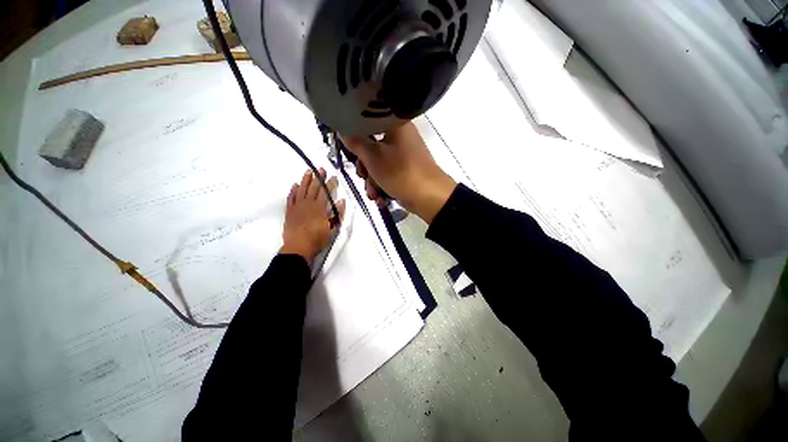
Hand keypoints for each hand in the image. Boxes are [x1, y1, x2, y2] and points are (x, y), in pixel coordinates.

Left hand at [280, 168, 345, 263]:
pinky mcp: (289, 211)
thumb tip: (341, 200)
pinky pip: (291, 197)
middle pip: (313, 188)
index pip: (325, 192)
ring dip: (305, 180)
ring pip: (301, 189)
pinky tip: (295, 185)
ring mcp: (297, 206)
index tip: (333, 177)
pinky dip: (293, 190)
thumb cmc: (318, 238)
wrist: (298, 247)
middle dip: (318, 178)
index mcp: (319, 207)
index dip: (330, 184)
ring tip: (308, 171)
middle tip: (321, 169)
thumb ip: (337, 213)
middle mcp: (308, 203)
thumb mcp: (332, 227)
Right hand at [342, 122, 455, 223]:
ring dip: (372, 181)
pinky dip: (383, 185)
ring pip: (380, 163)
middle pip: (373, 146)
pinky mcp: (407, 170)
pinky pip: (390, 173)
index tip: (348, 148)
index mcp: (395, 125)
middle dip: (365, 167)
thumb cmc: (400, 172)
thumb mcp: (373, 157)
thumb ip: (355, 142)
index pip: (368, 122)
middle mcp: (401, 137)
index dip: (354, 135)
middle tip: (361, 175)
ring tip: (372, 194)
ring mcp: (405, 154)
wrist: (429, 197)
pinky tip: (380, 199)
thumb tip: (342, 129)